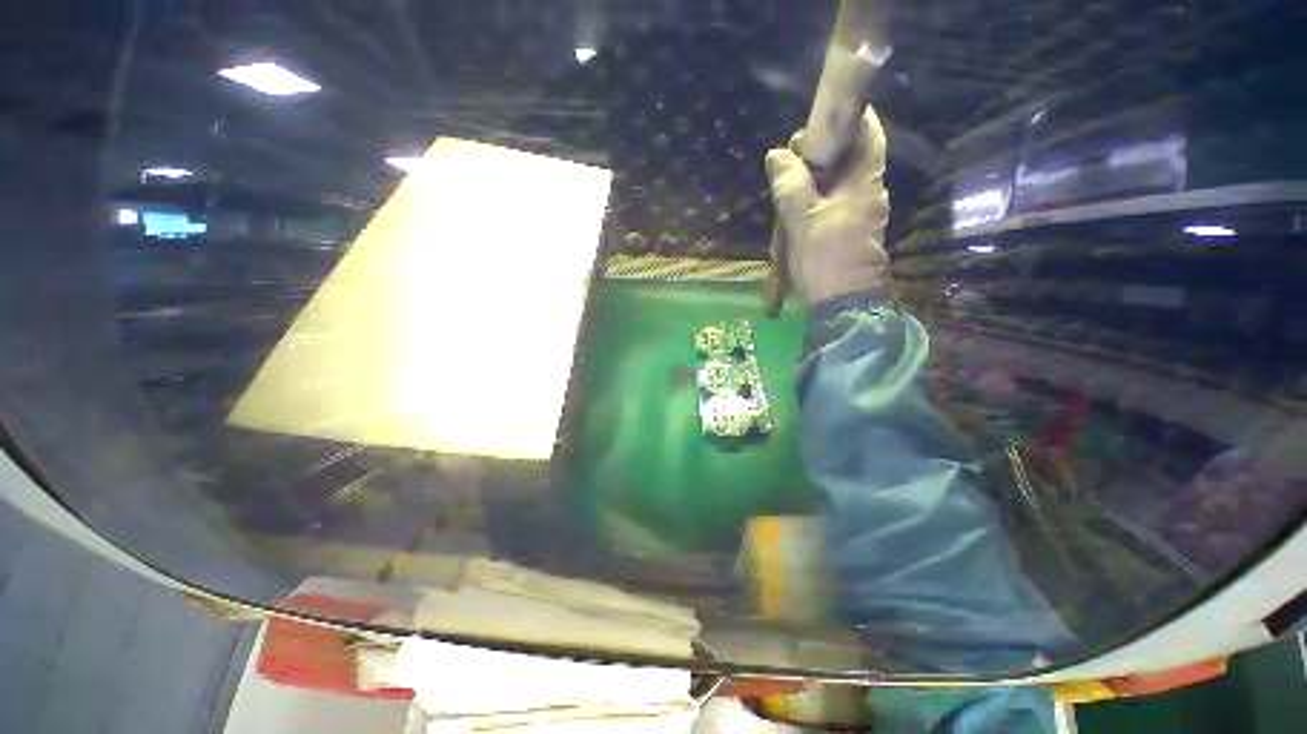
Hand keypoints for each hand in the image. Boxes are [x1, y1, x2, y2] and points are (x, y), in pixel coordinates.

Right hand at [765, 105, 890, 307]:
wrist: (842, 305)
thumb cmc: (824, 260)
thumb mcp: (801, 220)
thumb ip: (790, 184)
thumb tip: (777, 154)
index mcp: (865, 182)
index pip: (868, 132)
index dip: (848, 117)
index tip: (818, 120)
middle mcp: (869, 192)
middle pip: (849, 156)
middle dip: (821, 152)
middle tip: (790, 162)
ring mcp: (862, 213)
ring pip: (839, 181)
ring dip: (814, 178)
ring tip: (786, 188)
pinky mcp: (851, 231)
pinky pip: (834, 202)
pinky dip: (816, 198)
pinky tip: (795, 210)